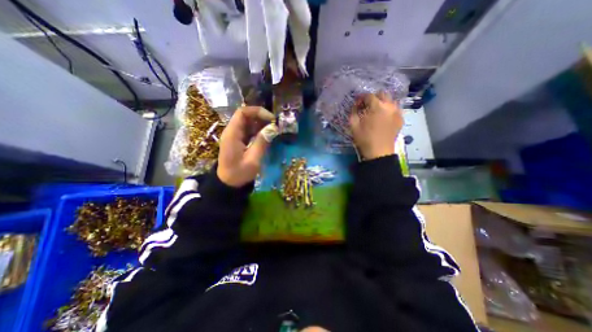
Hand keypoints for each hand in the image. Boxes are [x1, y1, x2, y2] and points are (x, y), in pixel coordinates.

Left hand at [217, 107, 279, 187]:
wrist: (228, 184)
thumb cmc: (239, 173)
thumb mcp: (253, 159)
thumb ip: (262, 142)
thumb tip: (273, 128)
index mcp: (232, 134)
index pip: (242, 112)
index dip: (257, 112)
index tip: (271, 119)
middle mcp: (232, 131)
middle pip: (246, 116)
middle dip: (261, 117)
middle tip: (275, 125)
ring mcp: (235, 136)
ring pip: (248, 123)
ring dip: (261, 124)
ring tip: (274, 129)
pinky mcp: (238, 141)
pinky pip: (249, 131)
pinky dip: (258, 131)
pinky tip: (267, 135)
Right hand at [348, 92, 404, 160]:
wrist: (379, 152)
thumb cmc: (365, 139)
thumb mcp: (354, 126)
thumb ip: (353, 112)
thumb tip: (356, 105)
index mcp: (377, 107)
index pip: (369, 95)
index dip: (361, 97)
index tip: (357, 103)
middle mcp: (390, 106)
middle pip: (382, 94)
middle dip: (373, 97)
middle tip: (367, 105)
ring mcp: (397, 112)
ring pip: (390, 100)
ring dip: (382, 102)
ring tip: (376, 110)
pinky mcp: (401, 119)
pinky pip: (395, 109)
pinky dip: (389, 109)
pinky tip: (383, 117)